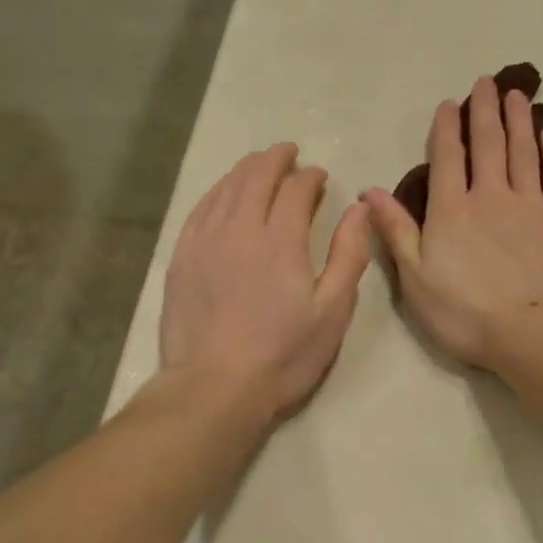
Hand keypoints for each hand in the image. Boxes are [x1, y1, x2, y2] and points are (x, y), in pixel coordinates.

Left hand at [161, 144, 371, 419]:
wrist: (214, 388)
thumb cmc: (283, 355)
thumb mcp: (332, 311)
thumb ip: (349, 254)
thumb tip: (360, 208)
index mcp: (281, 240)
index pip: (296, 189)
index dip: (311, 177)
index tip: (320, 177)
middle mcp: (240, 228)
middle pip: (256, 176)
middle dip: (276, 159)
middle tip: (290, 154)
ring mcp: (205, 241)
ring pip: (226, 187)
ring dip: (246, 169)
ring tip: (260, 164)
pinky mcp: (182, 257)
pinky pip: (200, 208)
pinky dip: (218, 191)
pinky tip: (224, 193)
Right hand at [364, 75, 542, 368]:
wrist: (532, 332)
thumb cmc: (465, 313)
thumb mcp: (415, 278)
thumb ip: (396, 231)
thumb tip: (370, 191)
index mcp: (451, 210)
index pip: (447, 159)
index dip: (447, 129)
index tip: (449, 104)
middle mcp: (490, 195)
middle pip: (487, 144)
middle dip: (484, 111)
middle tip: (486, 82)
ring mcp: (530, 203)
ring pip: (522, 150)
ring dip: (518, 120)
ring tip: (517, 94)